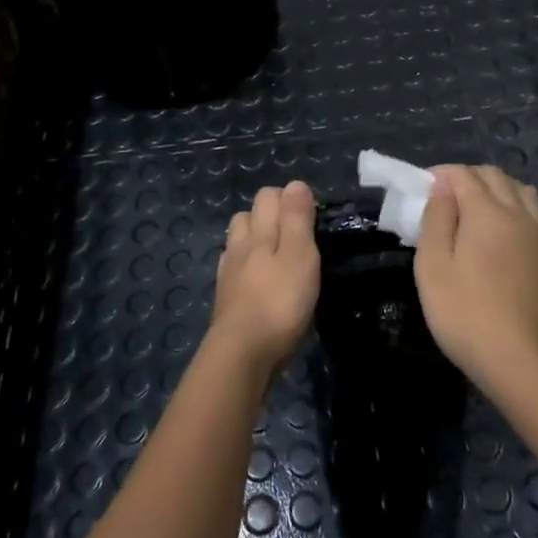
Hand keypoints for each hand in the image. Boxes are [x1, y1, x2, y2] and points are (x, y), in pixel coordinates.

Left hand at [209, 181, 320, 374]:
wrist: (242, 354)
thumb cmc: (279, 302)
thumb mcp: (300, 256)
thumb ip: (297, 219)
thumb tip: (295, 184)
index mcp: (259, 232)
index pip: (268, 197)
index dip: (289, 198)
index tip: (312, 216)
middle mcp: (239, 246)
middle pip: (248, 216)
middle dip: (268, 215)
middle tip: (296, 235)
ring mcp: (228, 274)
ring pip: (238, 243)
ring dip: (254, 241)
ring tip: (277, 257)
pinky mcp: (226, 300)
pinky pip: (234, 271)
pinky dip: (247, 269)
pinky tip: (259, 283)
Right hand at [414, 165, 537, 396]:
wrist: (529, 365)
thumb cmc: (468, 316)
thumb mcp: (433, 268)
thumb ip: (436, 220)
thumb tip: (442, 188)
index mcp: (487, 212)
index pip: (463, 174)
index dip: (440, 174)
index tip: (422, 188)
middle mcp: (520, 214)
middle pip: (495, 176)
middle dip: (467, 177)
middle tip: (444, 200)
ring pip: (521, 191)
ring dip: (496, 189)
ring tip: (476, 211)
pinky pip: (537, 214)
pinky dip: (518, 208)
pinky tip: (507, 232)